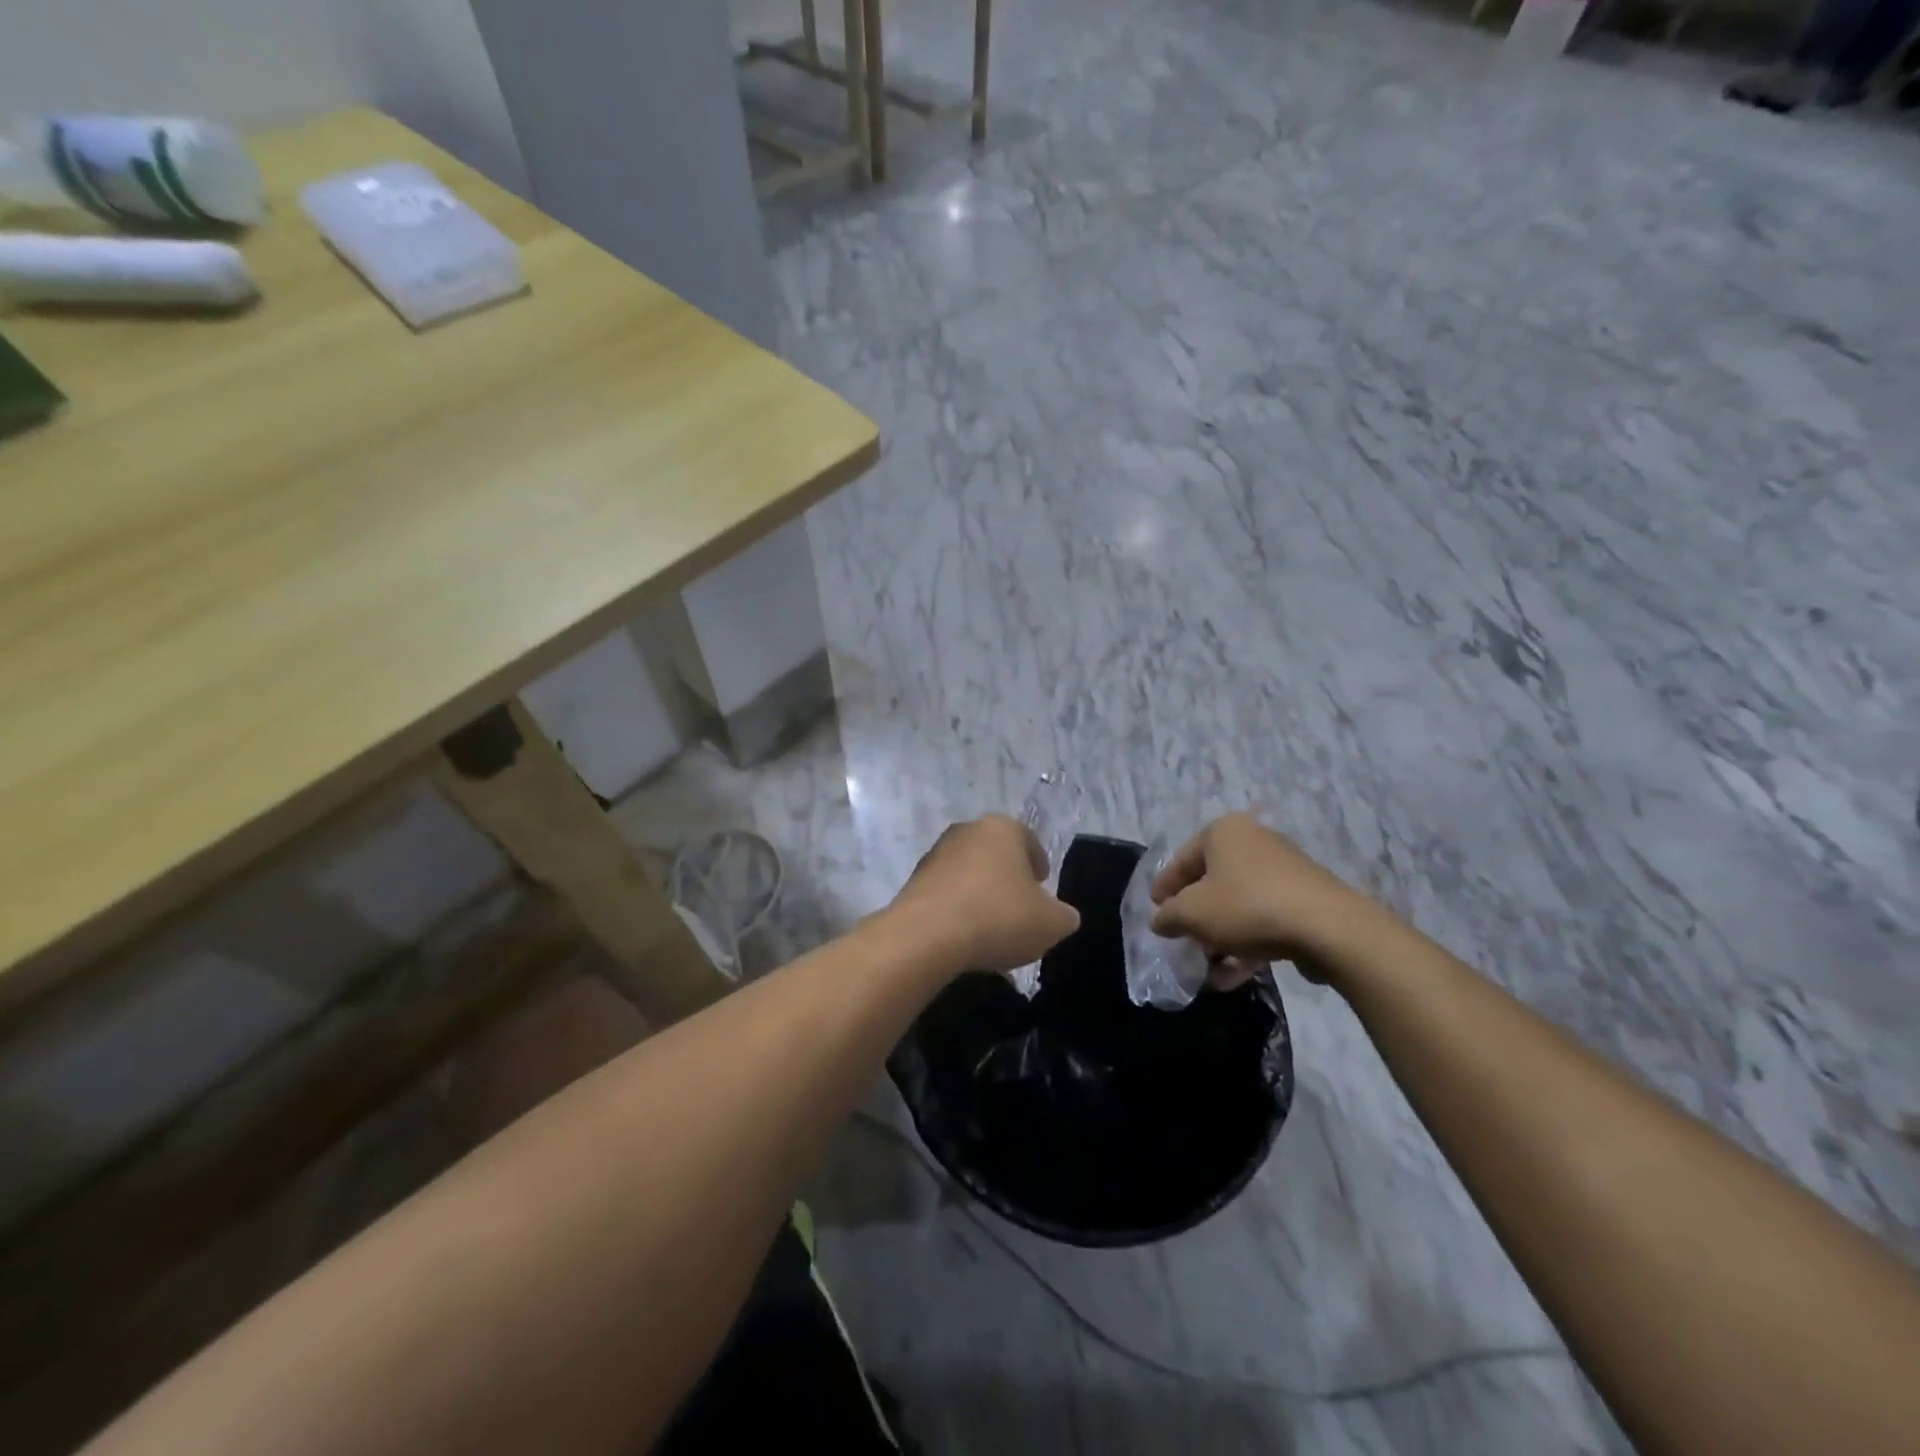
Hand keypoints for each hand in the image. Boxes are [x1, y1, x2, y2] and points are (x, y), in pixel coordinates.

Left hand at [888, 815, 1080, 975]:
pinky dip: (958, 912)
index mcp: (1001, 828)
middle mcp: (966, 831)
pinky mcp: (913, 883)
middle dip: (1008, 880)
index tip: (1043, 888)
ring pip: (969, 875)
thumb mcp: (1051, 923)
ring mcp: (934, 855)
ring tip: (992, 932)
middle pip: (996, 855)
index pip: (1028, 840)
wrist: (926, 936)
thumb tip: (1061, 915)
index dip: (1039, 864)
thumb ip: (1063, 916)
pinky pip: (946, 896)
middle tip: (1021, 910)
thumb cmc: (998, 916)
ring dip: (981, 896)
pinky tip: (965, 940)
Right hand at [1150, 813, 1385, 989]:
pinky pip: (1264, 919)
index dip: (1163, 889)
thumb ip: (1167, 916)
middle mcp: (1253, 842)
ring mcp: (1283, 870)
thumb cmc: (1246, 907)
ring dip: (1220, 938)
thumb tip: (1161, 920)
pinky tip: (1233, 977)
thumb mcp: (1191, 913)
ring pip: (1238, 905)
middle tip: (1181, 941)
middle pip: (1211, 883)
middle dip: (1195, 917)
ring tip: (1207, 969)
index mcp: (1223, 832)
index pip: (1181, 860)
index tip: (1154, 913)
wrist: (1327, 928)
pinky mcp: (1304, 899)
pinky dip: (1246, 944)